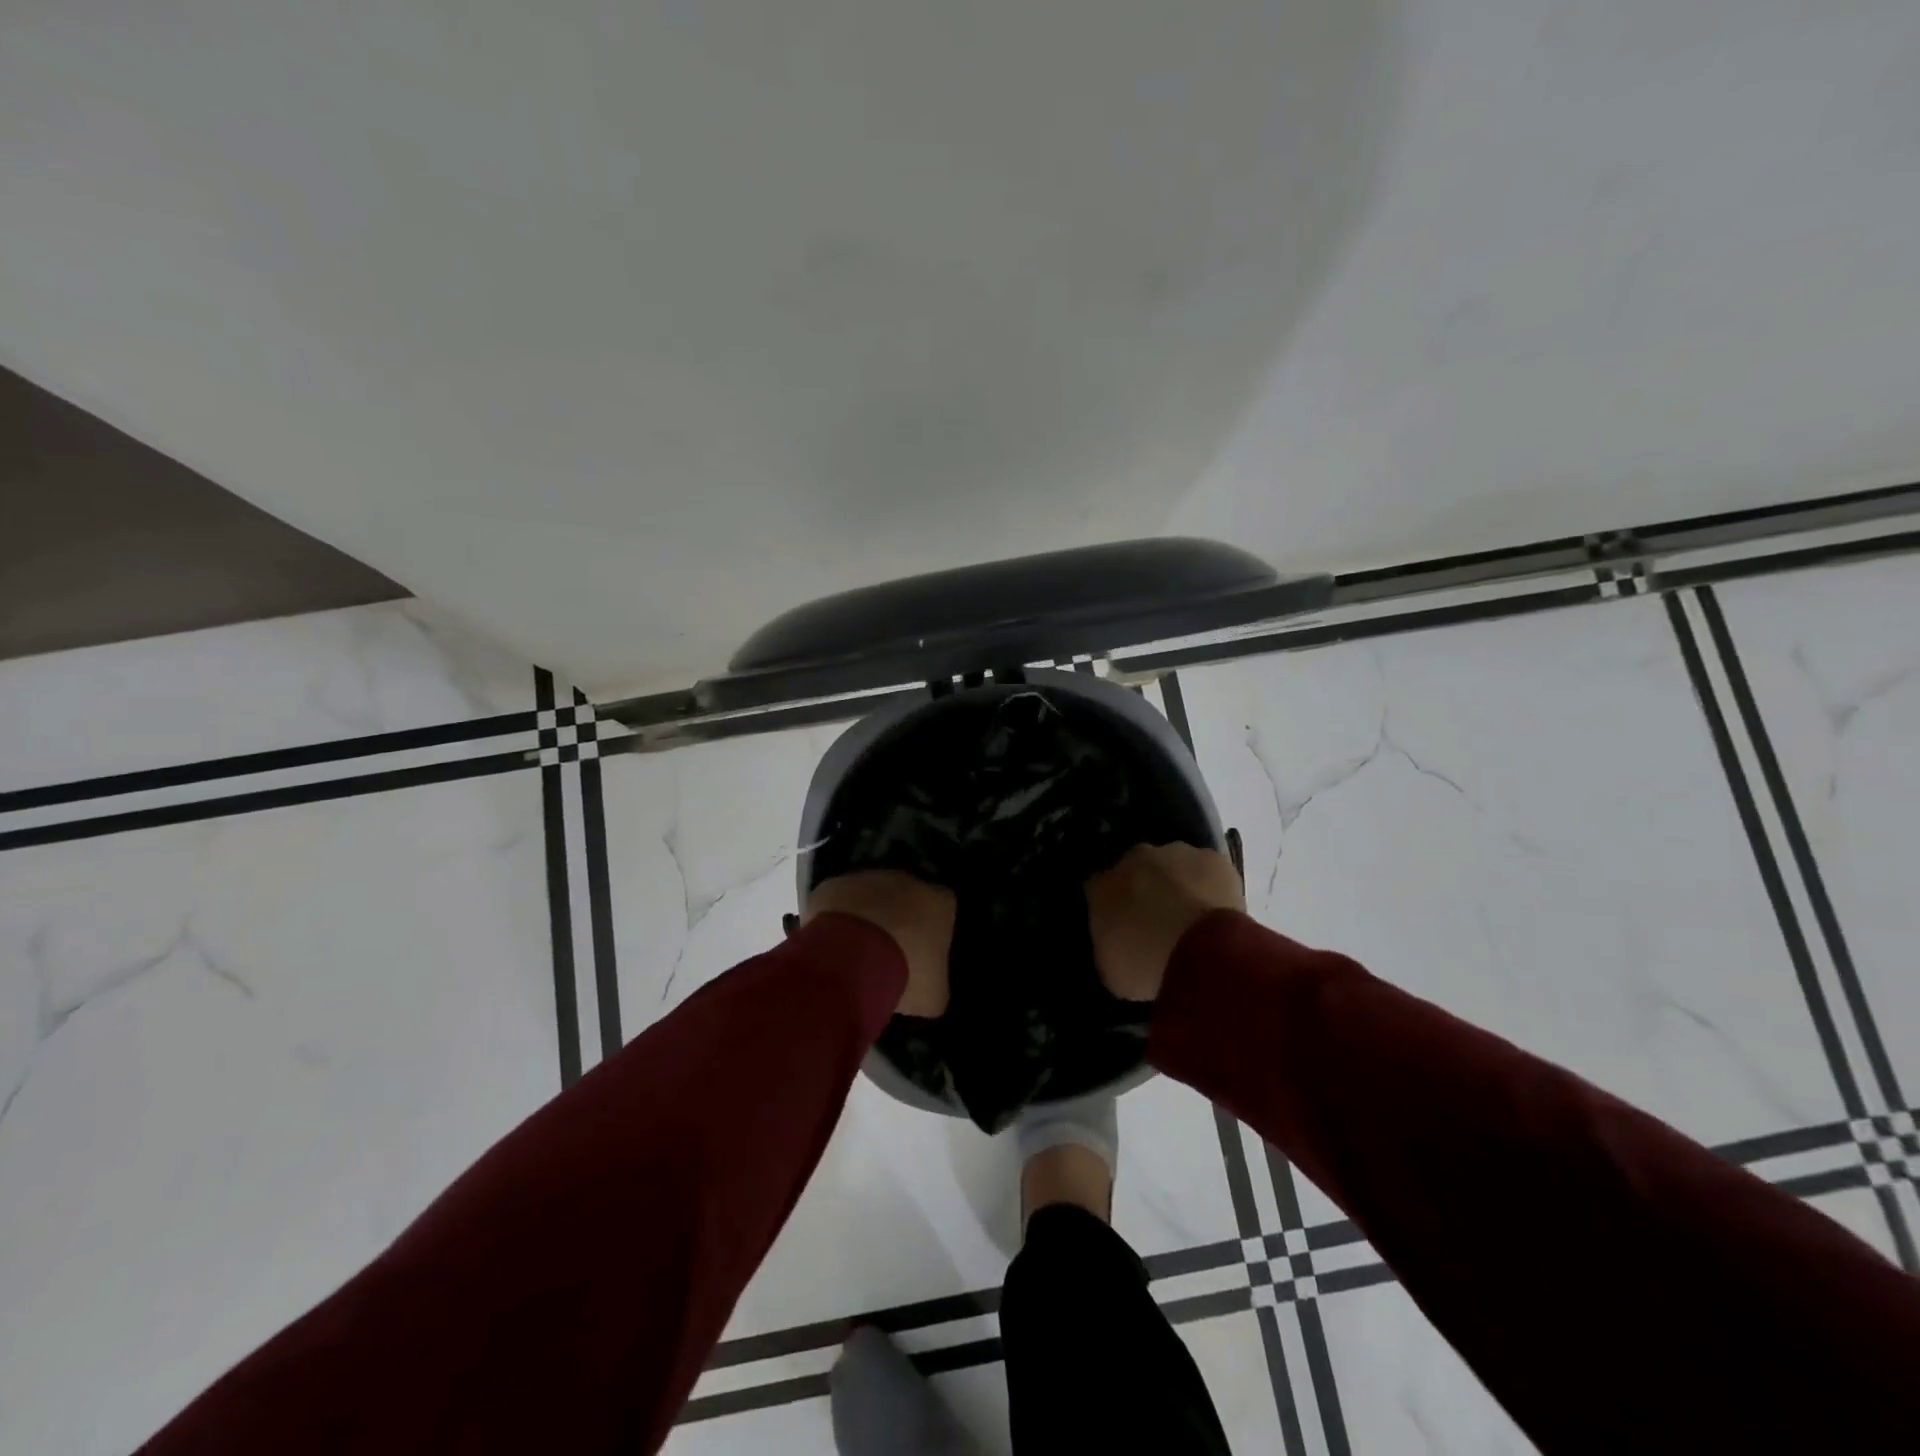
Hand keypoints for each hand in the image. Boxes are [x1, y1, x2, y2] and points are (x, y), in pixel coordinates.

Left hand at [804, 870, 955, 1017]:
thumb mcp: (933, 995)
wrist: (851, 956)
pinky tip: (831, 943)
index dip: (933, 930)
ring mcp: (868, 877)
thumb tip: (929, 987)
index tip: (923, 953)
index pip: (943, 908)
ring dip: (867, 916)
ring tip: (856, 951)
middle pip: (907, 896)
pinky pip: (838, 900)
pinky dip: (836, 917)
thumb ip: (935, 983)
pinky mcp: (835, 884)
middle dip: (899, 919)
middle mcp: (907, 880)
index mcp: (939, 902)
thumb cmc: (904, 973)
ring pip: (870, 894)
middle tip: (888, 951)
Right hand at [1085, 842, 1243, 1001]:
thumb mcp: (1112, 969)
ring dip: (1178, 884)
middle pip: (1136, 870)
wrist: (1201, 953)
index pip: (1098, 889)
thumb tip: (1115, 942)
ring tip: (1193, 920)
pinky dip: (1211, 886)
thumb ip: (1109, 945)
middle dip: (1144, 890)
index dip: (1111, 907)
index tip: (1121, 927)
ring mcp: (1174, 854)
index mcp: (1101, 886)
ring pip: (1172, 865)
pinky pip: (1207, 871)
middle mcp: (1133, 860)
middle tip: (1157, 923)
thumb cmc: (1146, 966)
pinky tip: (1219, 913)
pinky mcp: (1212, 859)